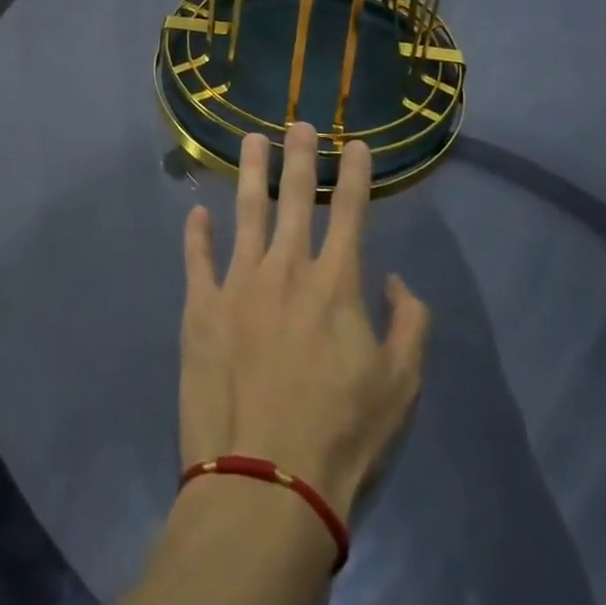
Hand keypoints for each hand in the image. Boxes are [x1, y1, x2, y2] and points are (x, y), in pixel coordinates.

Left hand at [180, 125, 429, 521]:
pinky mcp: (200, 309)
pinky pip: (197, 260)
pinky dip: (196, 235)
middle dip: (300, 156)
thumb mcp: (401, 385)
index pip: (350, 211)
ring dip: (250, 173)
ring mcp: (237, 284)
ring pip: (245, 212)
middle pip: (294, 197)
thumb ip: (409, 323)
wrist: (265, 481)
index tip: (356, 144)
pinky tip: (196, 214)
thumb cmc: (342, 435)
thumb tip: (394, 281)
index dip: (355, 173)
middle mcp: (285, 268)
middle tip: (298, 123)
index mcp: (335, 282)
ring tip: (251, 141)